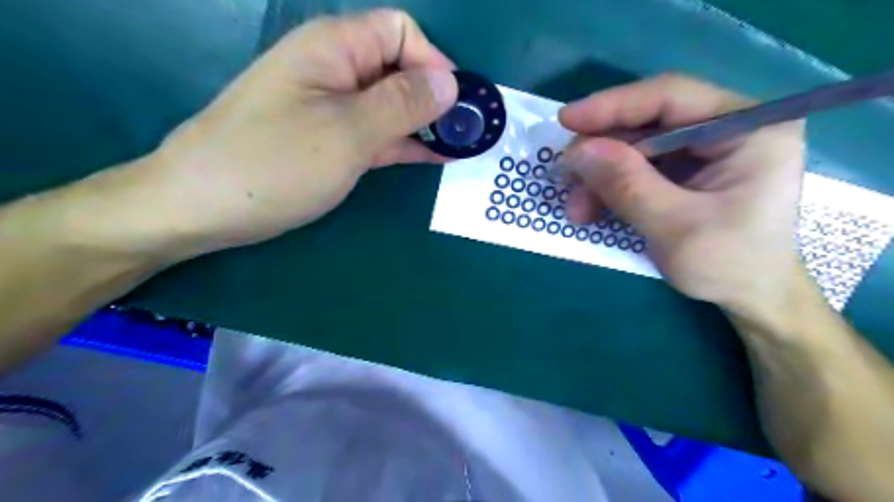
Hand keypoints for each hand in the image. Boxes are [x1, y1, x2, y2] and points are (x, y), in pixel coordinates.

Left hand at [145, 8, 456, 253]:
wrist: (204, 207)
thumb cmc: (274, 164)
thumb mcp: (347, 133)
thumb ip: (401, 104)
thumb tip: (450, 84)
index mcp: (334, 47)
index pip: (401, 32)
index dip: (435, 64)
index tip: (456, 106)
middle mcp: (334, 69)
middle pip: (399, 68)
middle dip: (435, 97)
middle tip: (466, 133)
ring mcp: (332, 108)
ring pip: (391, 104)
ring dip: (425, 123)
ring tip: (460, 146)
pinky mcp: (330, 140)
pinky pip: (377, 133)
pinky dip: (405, 143)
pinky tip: (434, 156)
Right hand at [557, 74, 803, 317]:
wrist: (750, 297)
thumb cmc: (728, 264)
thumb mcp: (675, 227)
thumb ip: (627, 185)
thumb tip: (577, 151)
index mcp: (749, 128)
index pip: (672, 96)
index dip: (614, 105)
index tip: (567, 120)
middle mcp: (727, 127)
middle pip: (647, 123)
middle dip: (601, 154)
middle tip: (566, 180)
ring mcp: (704, 149)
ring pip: (635, 147)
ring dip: (599, 176)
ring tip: (577, 210)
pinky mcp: (685, 170)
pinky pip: (637, 167)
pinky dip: (609, 186)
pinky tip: (591, 208)